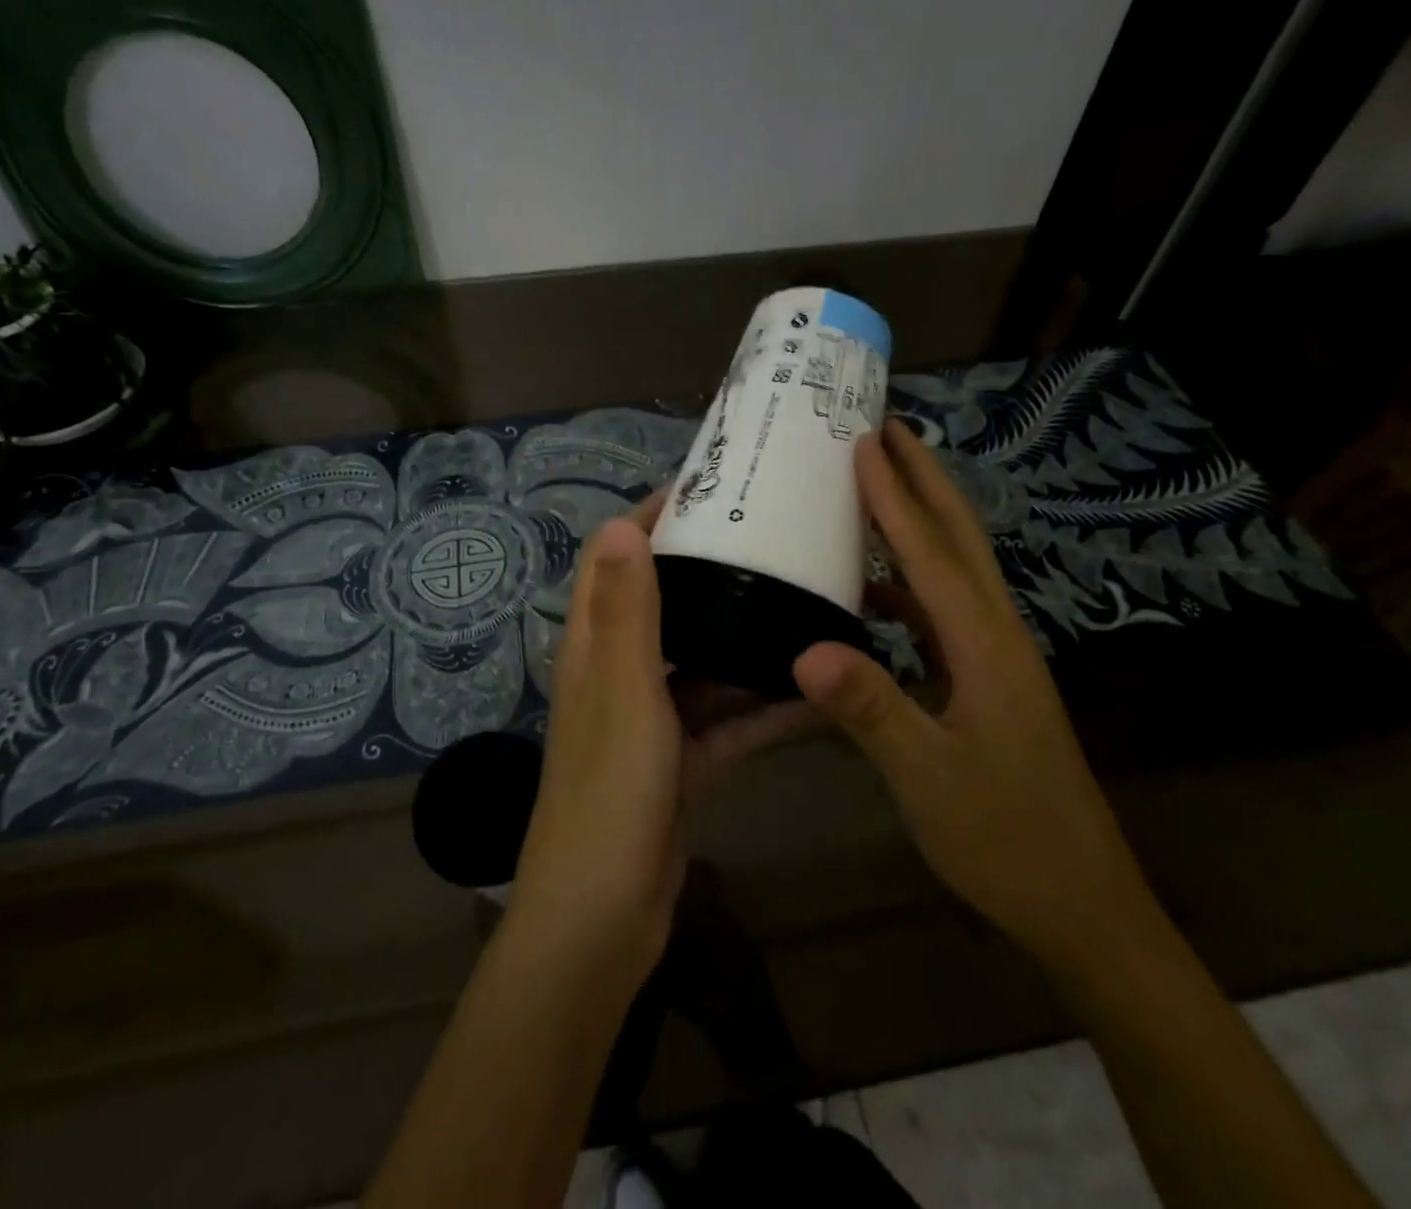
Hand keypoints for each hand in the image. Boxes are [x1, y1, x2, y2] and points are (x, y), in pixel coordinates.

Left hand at [504, 495, 814, 983]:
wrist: (602, 921)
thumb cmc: (608, 795)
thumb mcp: (623, 692)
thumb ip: (626, 612)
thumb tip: (623, 523)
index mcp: (594, 645)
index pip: (613, 558)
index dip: (651, 517)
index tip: (709, 489)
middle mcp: (621, 672)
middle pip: (665, 601)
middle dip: (710, 567)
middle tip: (775, 537)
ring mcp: (654, 718)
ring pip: (704, 660)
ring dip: (744, 636)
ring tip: (805, 598)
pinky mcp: (684, 761)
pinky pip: (730, 719)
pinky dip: (764, 706)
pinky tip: (816, 687)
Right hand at [793, 420, 1155, 968]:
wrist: (1080, 903)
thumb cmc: (1004, 838)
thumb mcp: (929, 779)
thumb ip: (871, 710)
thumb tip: (805, 647)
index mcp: (985, 645)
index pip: (930, 552)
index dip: (894, 495)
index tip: (863, 440)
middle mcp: (996, 635)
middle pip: (959, 539)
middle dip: (924, 479)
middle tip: (886, 429)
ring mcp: (996, 658)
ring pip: (955, 568)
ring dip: (920, 520)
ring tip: (878, 485)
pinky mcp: (987, 681)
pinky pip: (943, 608)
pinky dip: (909, 579)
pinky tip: (874, 589)